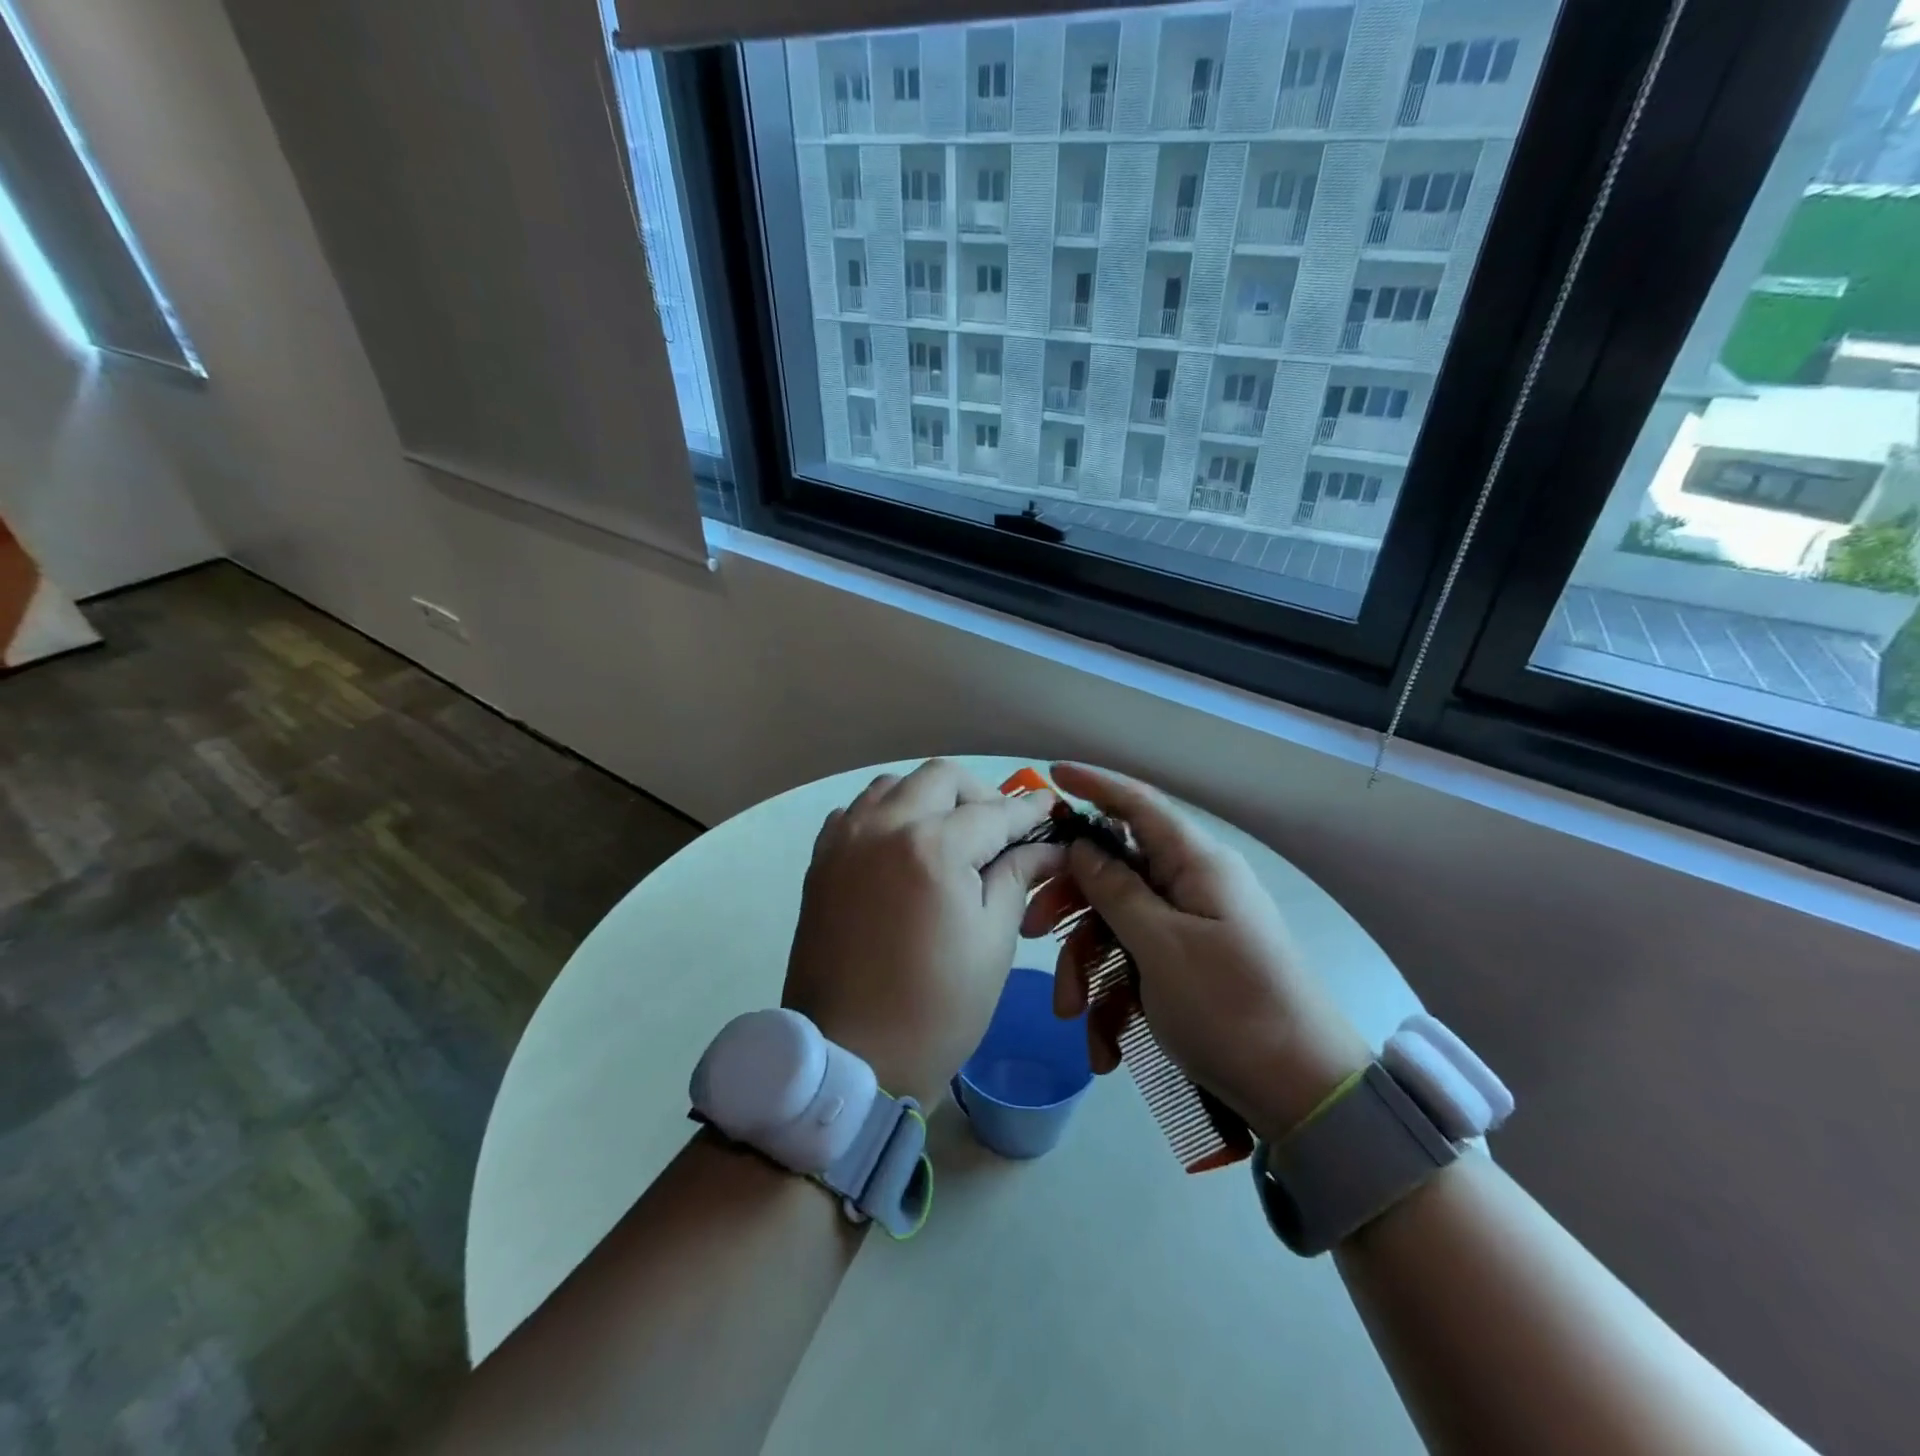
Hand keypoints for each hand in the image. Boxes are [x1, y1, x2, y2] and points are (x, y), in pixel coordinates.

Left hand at [783, 760, 1064, 1109]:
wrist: (850, 1056)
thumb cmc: (936, 1008)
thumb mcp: (992, 942)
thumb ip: (1017, 877)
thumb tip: (1048, 846)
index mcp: (932, 848)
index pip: (993, 812)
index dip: (1029, 810)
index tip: (1051, 808)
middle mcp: (882, 827)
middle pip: (940, 778)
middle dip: (978, 795)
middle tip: (999, 830)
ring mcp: (844, 840)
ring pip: (894, 785)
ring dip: (929, 798)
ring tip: (950, 837)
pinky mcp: (821, 860)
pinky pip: (858, 812)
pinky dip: (887, 815)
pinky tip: (903, 849)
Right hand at [1021, 763, 1371, 1141]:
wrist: (1303, 1094)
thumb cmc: (1230, 1008)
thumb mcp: (1159, 947)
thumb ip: (1115, 890)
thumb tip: (1081, 846)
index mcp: (1196, 864)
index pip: (1138, 804)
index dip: (1094, 785)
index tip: (1050, 776)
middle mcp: (1193, 885)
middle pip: (1116, 870)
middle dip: (1072, 902)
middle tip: (1033, 930)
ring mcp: (1192, 927)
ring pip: (1118, 924)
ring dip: (1088, 966)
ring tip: (1073, 1015)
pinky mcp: (1189, 966)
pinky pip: (1136, 963)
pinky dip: (1115, 998)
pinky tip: (1106, 1045)